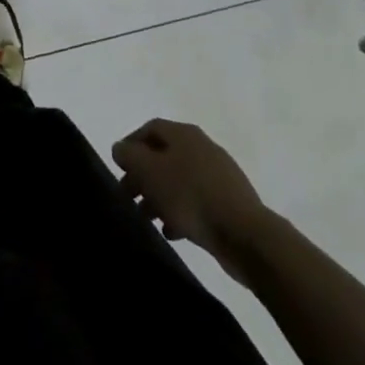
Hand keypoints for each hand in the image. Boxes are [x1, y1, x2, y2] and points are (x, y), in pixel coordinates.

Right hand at [113, 118, 270, 256]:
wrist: (245, 235)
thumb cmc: (190, 196)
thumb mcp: (149, 172)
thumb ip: (129, 155)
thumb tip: (121, 148)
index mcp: (184, 133)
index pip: (149, 129)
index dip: (130, 145)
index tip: (119, 168)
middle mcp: (202, 147)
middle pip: (164, 155)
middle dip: (143, 175)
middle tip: (129, 196)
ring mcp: (219, 175)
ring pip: (179, 180)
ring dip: (159, 196)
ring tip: (148, 218)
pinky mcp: (229, 202)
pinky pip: (197, 200)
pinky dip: (180, 211)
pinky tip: (172, 231)